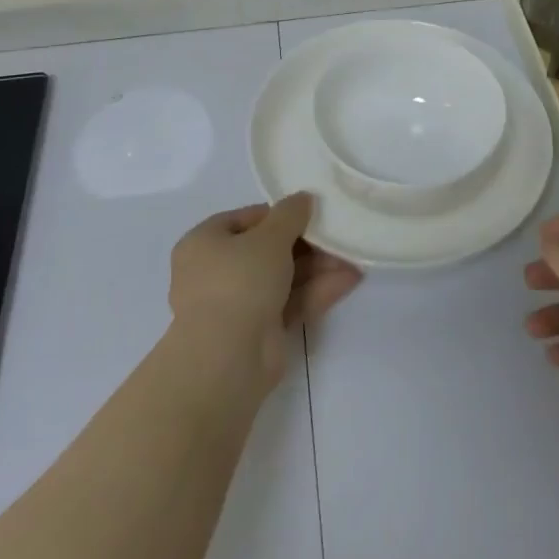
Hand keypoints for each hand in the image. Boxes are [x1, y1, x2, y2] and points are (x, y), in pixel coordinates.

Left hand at [169, 193, 361, 392]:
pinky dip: (317, 290)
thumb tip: (303, 199)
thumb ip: (290, 214)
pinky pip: (291, 302)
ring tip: (353, 255)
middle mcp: (217, 271)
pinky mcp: (260, 331)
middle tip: (338, 234)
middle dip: (307, 243)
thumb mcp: (269, 237)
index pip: (247, 219)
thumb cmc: (239, 281)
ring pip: (283, 277)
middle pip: (269, 249)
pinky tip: (350, 278)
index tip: (313, 212)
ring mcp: (239, 304)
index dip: (281, 214)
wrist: (226, 360)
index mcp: (205, 243)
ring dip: (318, 267)